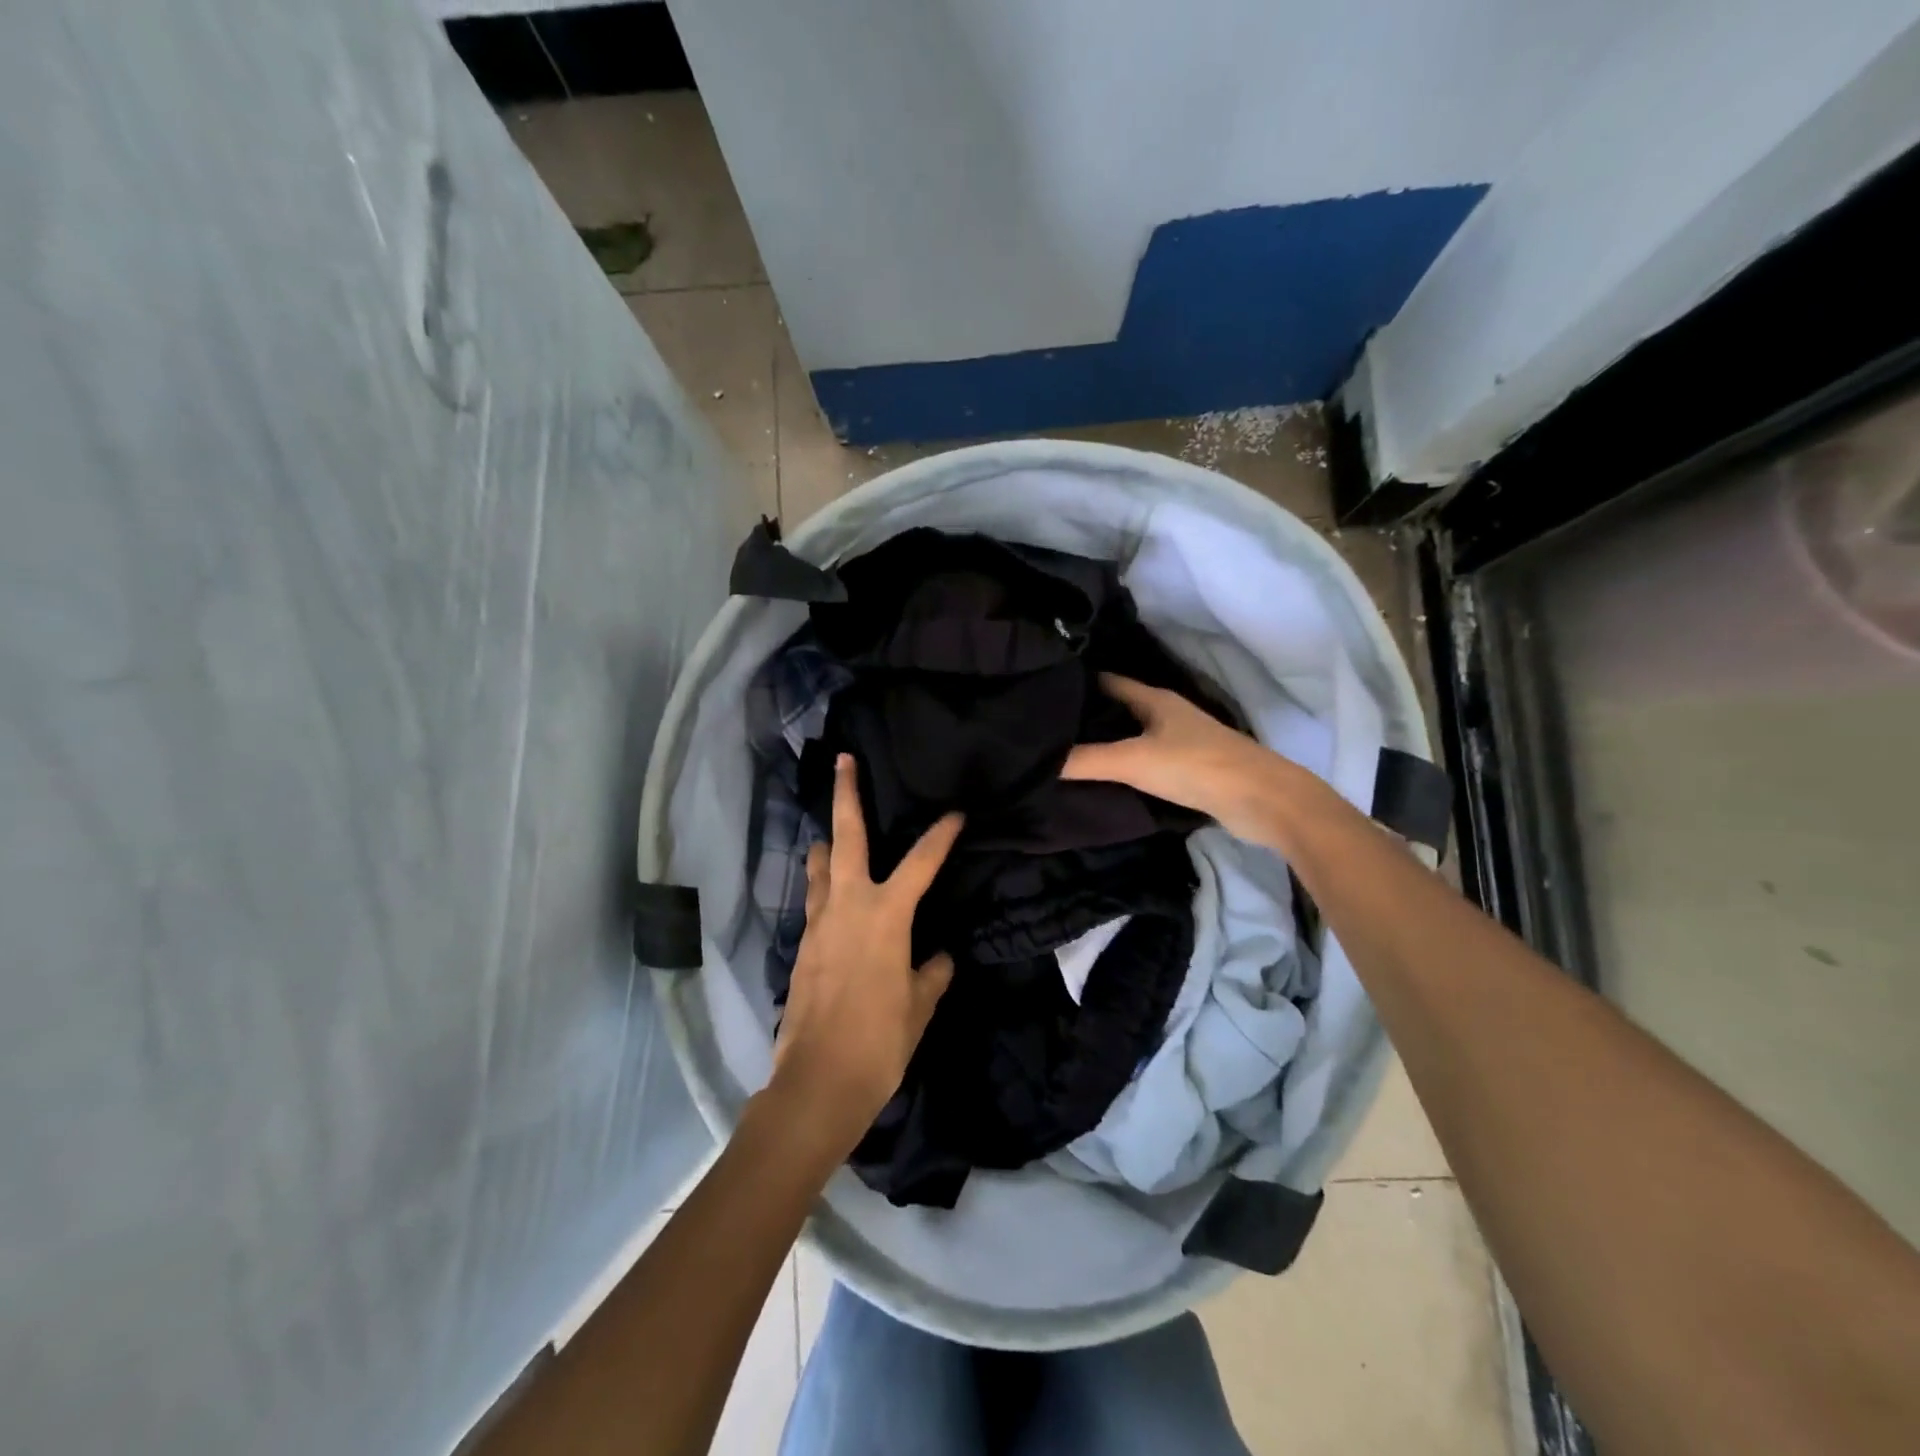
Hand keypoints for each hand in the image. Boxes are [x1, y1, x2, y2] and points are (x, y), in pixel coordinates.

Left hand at [770, 754, 962, 1148]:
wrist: (818, 1081)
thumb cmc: (879, 1041)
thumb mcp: (918, 1006)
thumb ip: (931, 973)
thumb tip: (939, 956)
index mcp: (886, 915)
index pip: (922, 862)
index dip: (942, 834)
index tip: (956, 812)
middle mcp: (848, 905)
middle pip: (845, 837)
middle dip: (846, 795)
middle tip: (844, 760)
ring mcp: (819, 923)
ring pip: (819, 867)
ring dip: (826, 844)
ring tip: (828, 833)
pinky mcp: (803, 945)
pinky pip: (814, 902)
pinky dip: (822, 887)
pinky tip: (829, 897)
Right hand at [1061, 673, 1278, 839]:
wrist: (1261, 801)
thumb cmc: (1195, 767)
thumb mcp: (1133, 761)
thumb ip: (1085, 760)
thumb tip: (1039, 760)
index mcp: (1154, 700)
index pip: (1106, 682)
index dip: (1076, 685)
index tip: (1040, 695)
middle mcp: (1166, 715)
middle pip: (1118, 709)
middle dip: (1085, 717)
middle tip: (1044, 730)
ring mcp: (1179, 743)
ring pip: (1131, 736)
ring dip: (1104, 744)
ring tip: (1063, 755)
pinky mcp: (1187, 770)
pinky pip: (1144, 761)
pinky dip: (1123, 767)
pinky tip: (1102, 780)